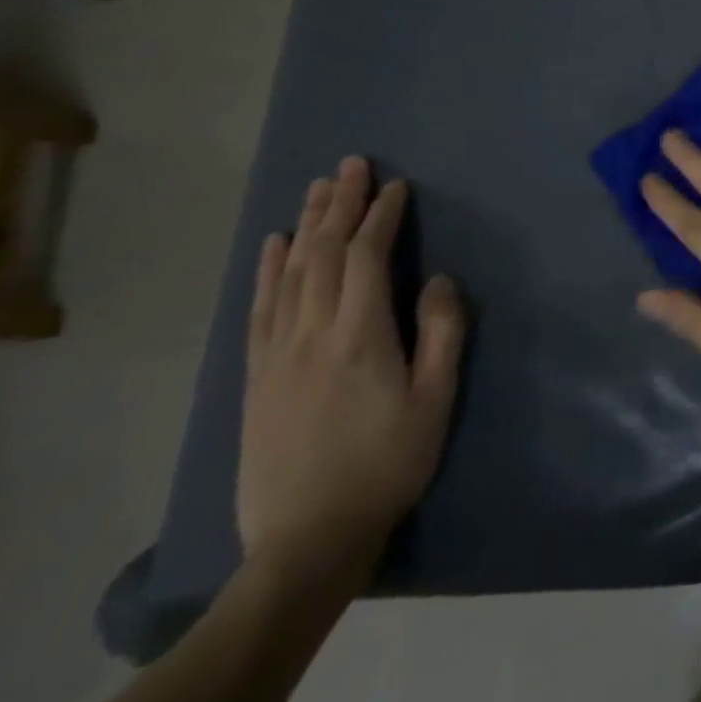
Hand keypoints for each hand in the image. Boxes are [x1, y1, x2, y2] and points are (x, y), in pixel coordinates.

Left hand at [239, 157, 464, 588]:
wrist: (308, 537)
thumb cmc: (388, 464)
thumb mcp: (436, 400)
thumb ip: (443, 333)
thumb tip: (440, 280)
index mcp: (360, 336)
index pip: (367, 258)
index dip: (381, 217)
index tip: (396, 187)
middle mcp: (312, 333)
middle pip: (323, 254)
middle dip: (340, 204)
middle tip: (352, 164)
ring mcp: (277, 353)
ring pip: (289, 273)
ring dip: (305, 225)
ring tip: (318, 188)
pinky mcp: (257, 375)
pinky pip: (260, 307)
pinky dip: (267, 269)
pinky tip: (273, 245)